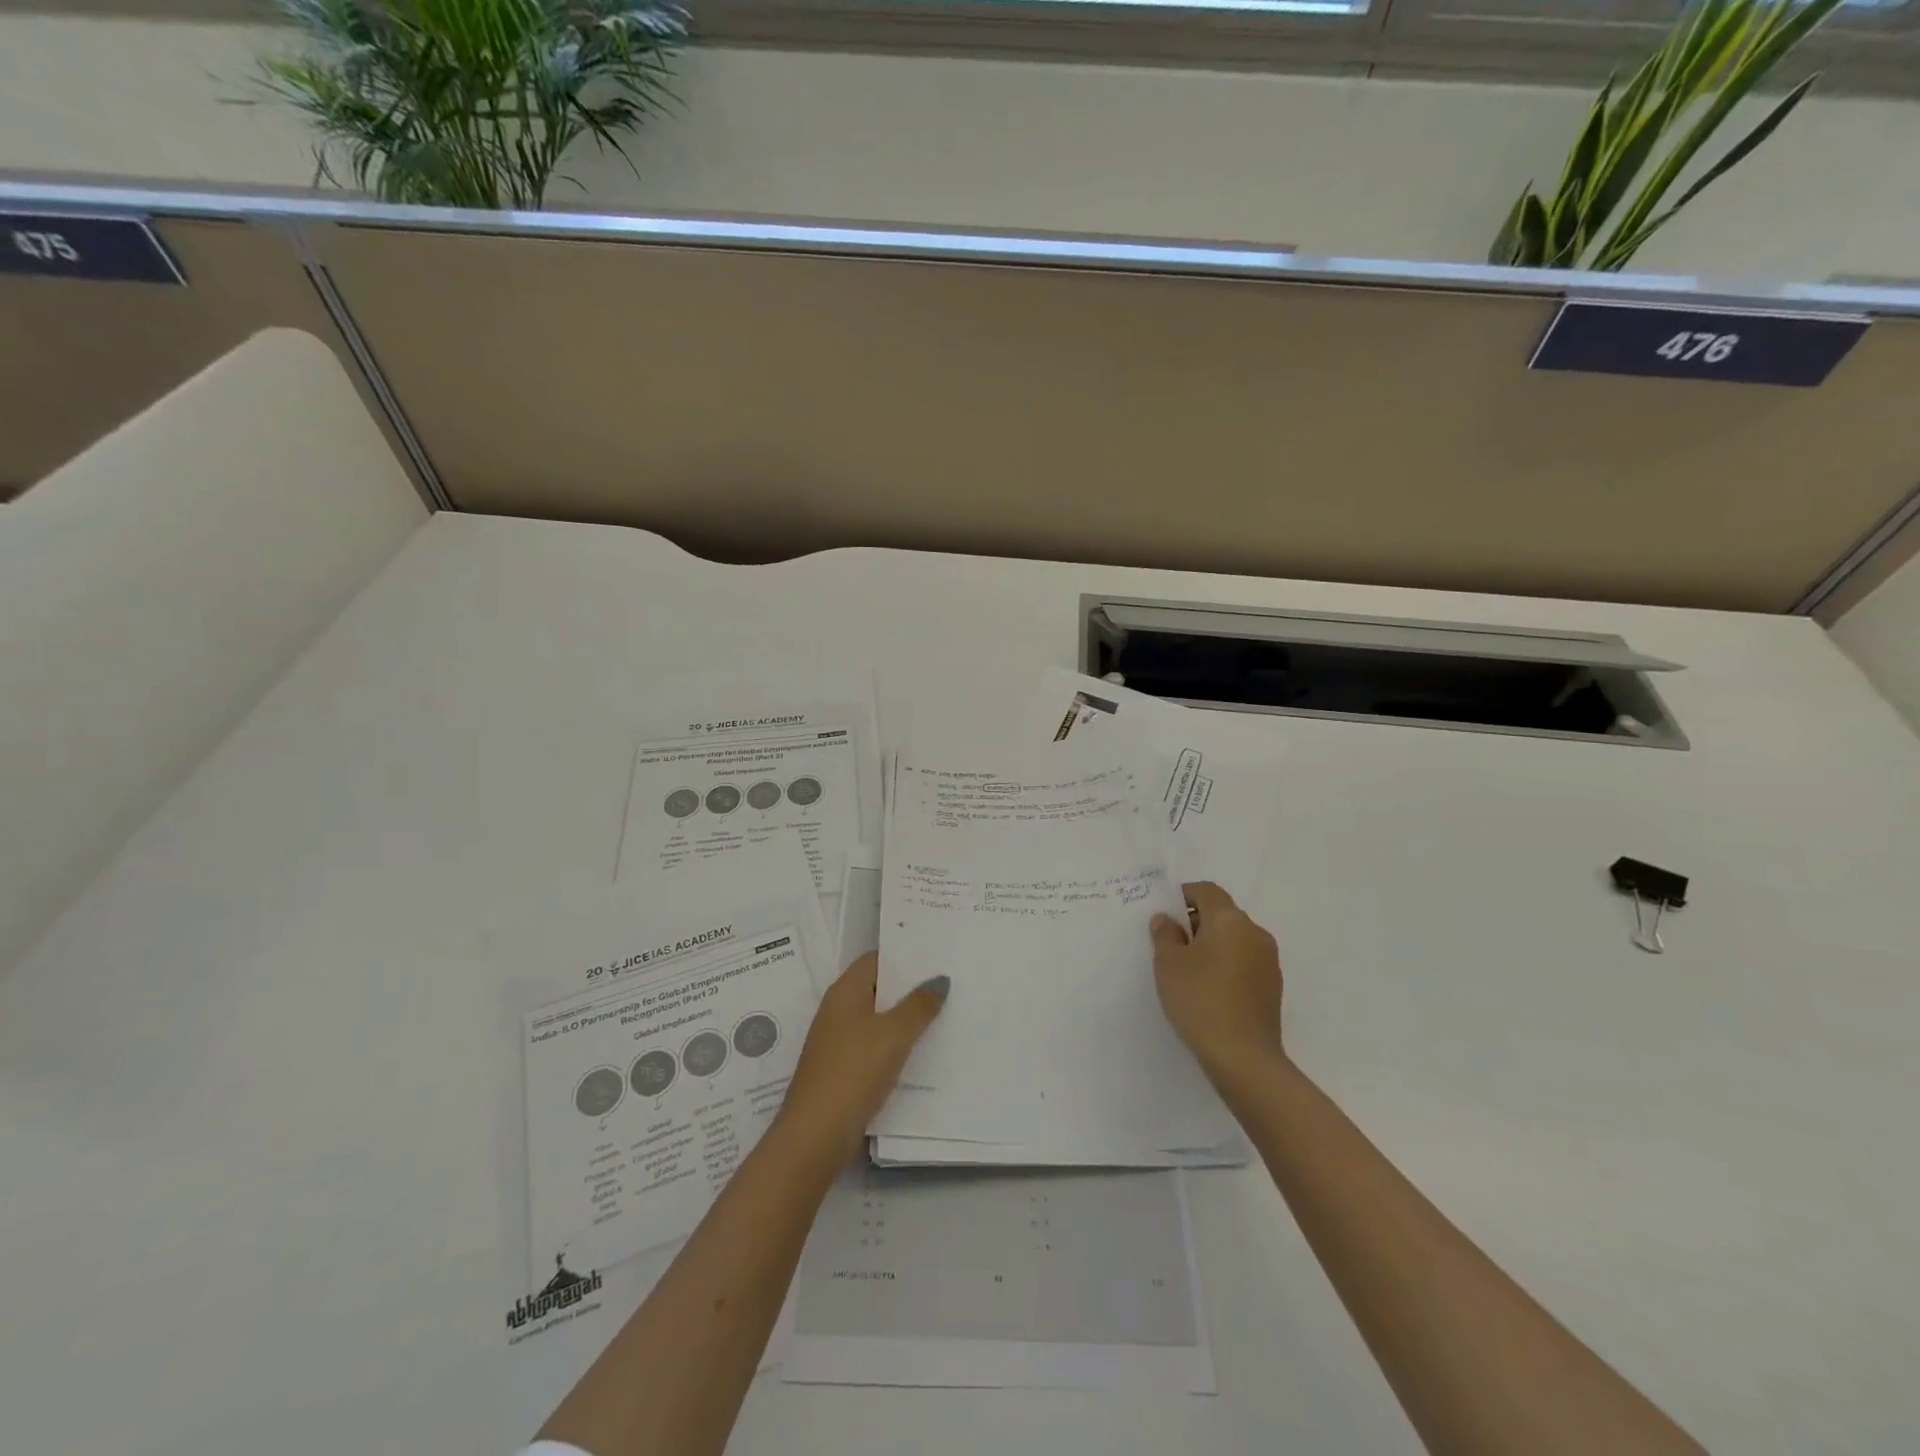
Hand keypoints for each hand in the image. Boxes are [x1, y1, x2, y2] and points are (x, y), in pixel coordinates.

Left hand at [777, 953, 948, 1163]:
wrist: (815, 1135)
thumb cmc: (853, 1072)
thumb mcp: (893, 1034)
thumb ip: (919, 1005)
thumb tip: (939, 980)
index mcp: (845, 992)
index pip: (876, 959)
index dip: (905, 955)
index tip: (937, 956)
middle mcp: (838, 1011)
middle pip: (878, 989)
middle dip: (910, 988)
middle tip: (949, 984)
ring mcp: (838, 1042)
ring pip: (879, 1021)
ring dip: (906, 1020)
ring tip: (944, 1016)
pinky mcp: (843, 1071)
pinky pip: (875, 1048)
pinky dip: (896, 1047)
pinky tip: (922, 1054)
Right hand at [1150, 881, 1283, 1084]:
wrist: (1243, 1058)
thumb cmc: (1200, 1000)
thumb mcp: (1168, 964)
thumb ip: (1165, 934)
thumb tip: (1167, 920)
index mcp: (1230, 920)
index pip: (1206, 891)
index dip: (1183, 896)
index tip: (1164, 916)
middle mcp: (1255, 933)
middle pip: (1222, 914)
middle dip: (1195, 923)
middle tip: (1170, 946)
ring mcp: (1268, 961)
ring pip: (1234, 940)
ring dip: (1211, 946)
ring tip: (1188, 972)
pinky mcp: (1272, 987)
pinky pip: (1243, 962)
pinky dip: (1225, 966)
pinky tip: (1208, 991)